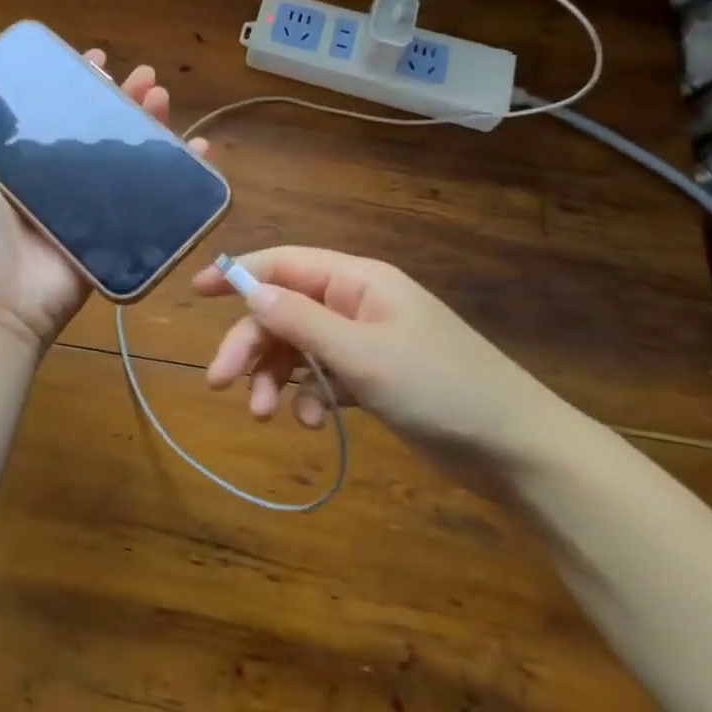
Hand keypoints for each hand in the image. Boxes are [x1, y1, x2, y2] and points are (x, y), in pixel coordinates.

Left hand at [0, 52, 211, 349]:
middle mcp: (62, 178)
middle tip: (145, 76)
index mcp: (29, 162)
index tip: (96, 59)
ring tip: (163, 98)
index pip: (59, 112)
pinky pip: (151, 198)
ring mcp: (92, 205)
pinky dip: (180, 174)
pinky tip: (200, 150)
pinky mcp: (116, 232)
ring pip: (129, 156)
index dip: (78, 84)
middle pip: (101, 128)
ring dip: (152, 125)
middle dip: (125, 98)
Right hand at [191, 247, 568, 461]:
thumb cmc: (439, 387)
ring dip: (277, 376)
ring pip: (300, 347)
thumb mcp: (363, 354)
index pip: (284, 263)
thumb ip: (301, 321)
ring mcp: (366, 342)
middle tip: (220, 384)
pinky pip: (324, 377)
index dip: (238, 274)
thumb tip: (249, 290)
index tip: (196, 292)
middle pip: (285, 310)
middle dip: (252, 344)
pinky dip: (311, 396)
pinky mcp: (375, 379)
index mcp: (358, 280)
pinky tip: (312, 422)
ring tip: (267, 414)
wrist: (516, 448)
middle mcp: (357, 304)